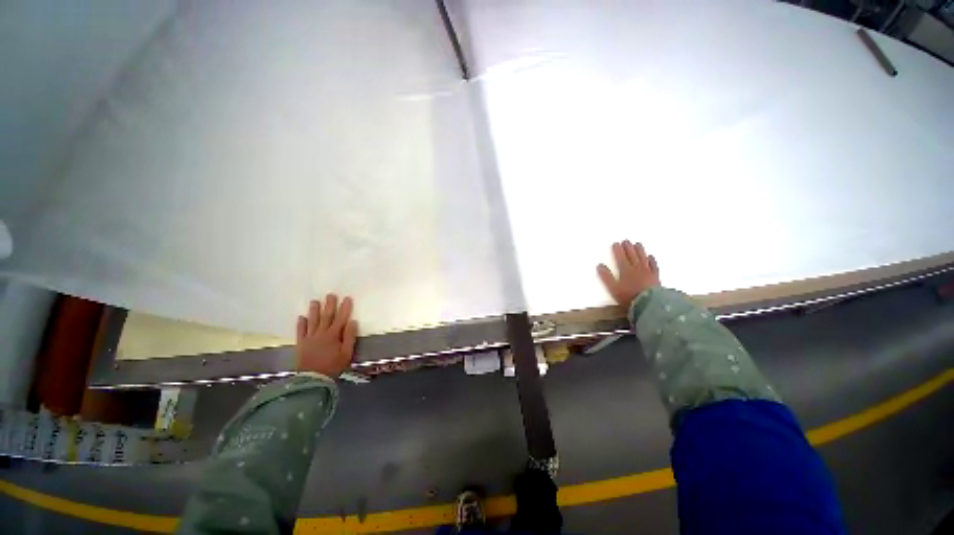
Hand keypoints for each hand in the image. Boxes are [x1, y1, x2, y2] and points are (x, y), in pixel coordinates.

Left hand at [295, 294, 358, 377]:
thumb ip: (349, 337)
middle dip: (329, 305)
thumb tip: (353, 321)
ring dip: (314, 310)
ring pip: (312, 321)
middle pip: (326, 316)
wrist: (313, 379)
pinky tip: (301, 317)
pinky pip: (300, 331)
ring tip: (314, 301)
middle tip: (330, 294)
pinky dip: (301, 324)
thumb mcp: (347, 353)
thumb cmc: (333, 366)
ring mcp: (310, 338)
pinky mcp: (301, 344)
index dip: (345, 308)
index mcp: (333, 335)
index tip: (347, 298)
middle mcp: (321, 333)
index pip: (341, 318)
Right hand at [597, 240, 660, 306]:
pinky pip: (653, 266)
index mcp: (625, 270)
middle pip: (632, 255)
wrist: (649, 303)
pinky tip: (650, 257)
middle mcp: (636, 268)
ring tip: (637, 244)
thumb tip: (600, 265)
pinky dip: (651, 260)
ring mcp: (647, 272)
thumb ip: (606, 277)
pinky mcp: (655, 277)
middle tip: (626, 240)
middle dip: (628, 247)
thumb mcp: (613, 288)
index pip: (620, 257)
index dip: (618, 250)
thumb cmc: (628, 297)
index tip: (616, 243)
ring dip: (639, 250)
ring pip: (643, 258)